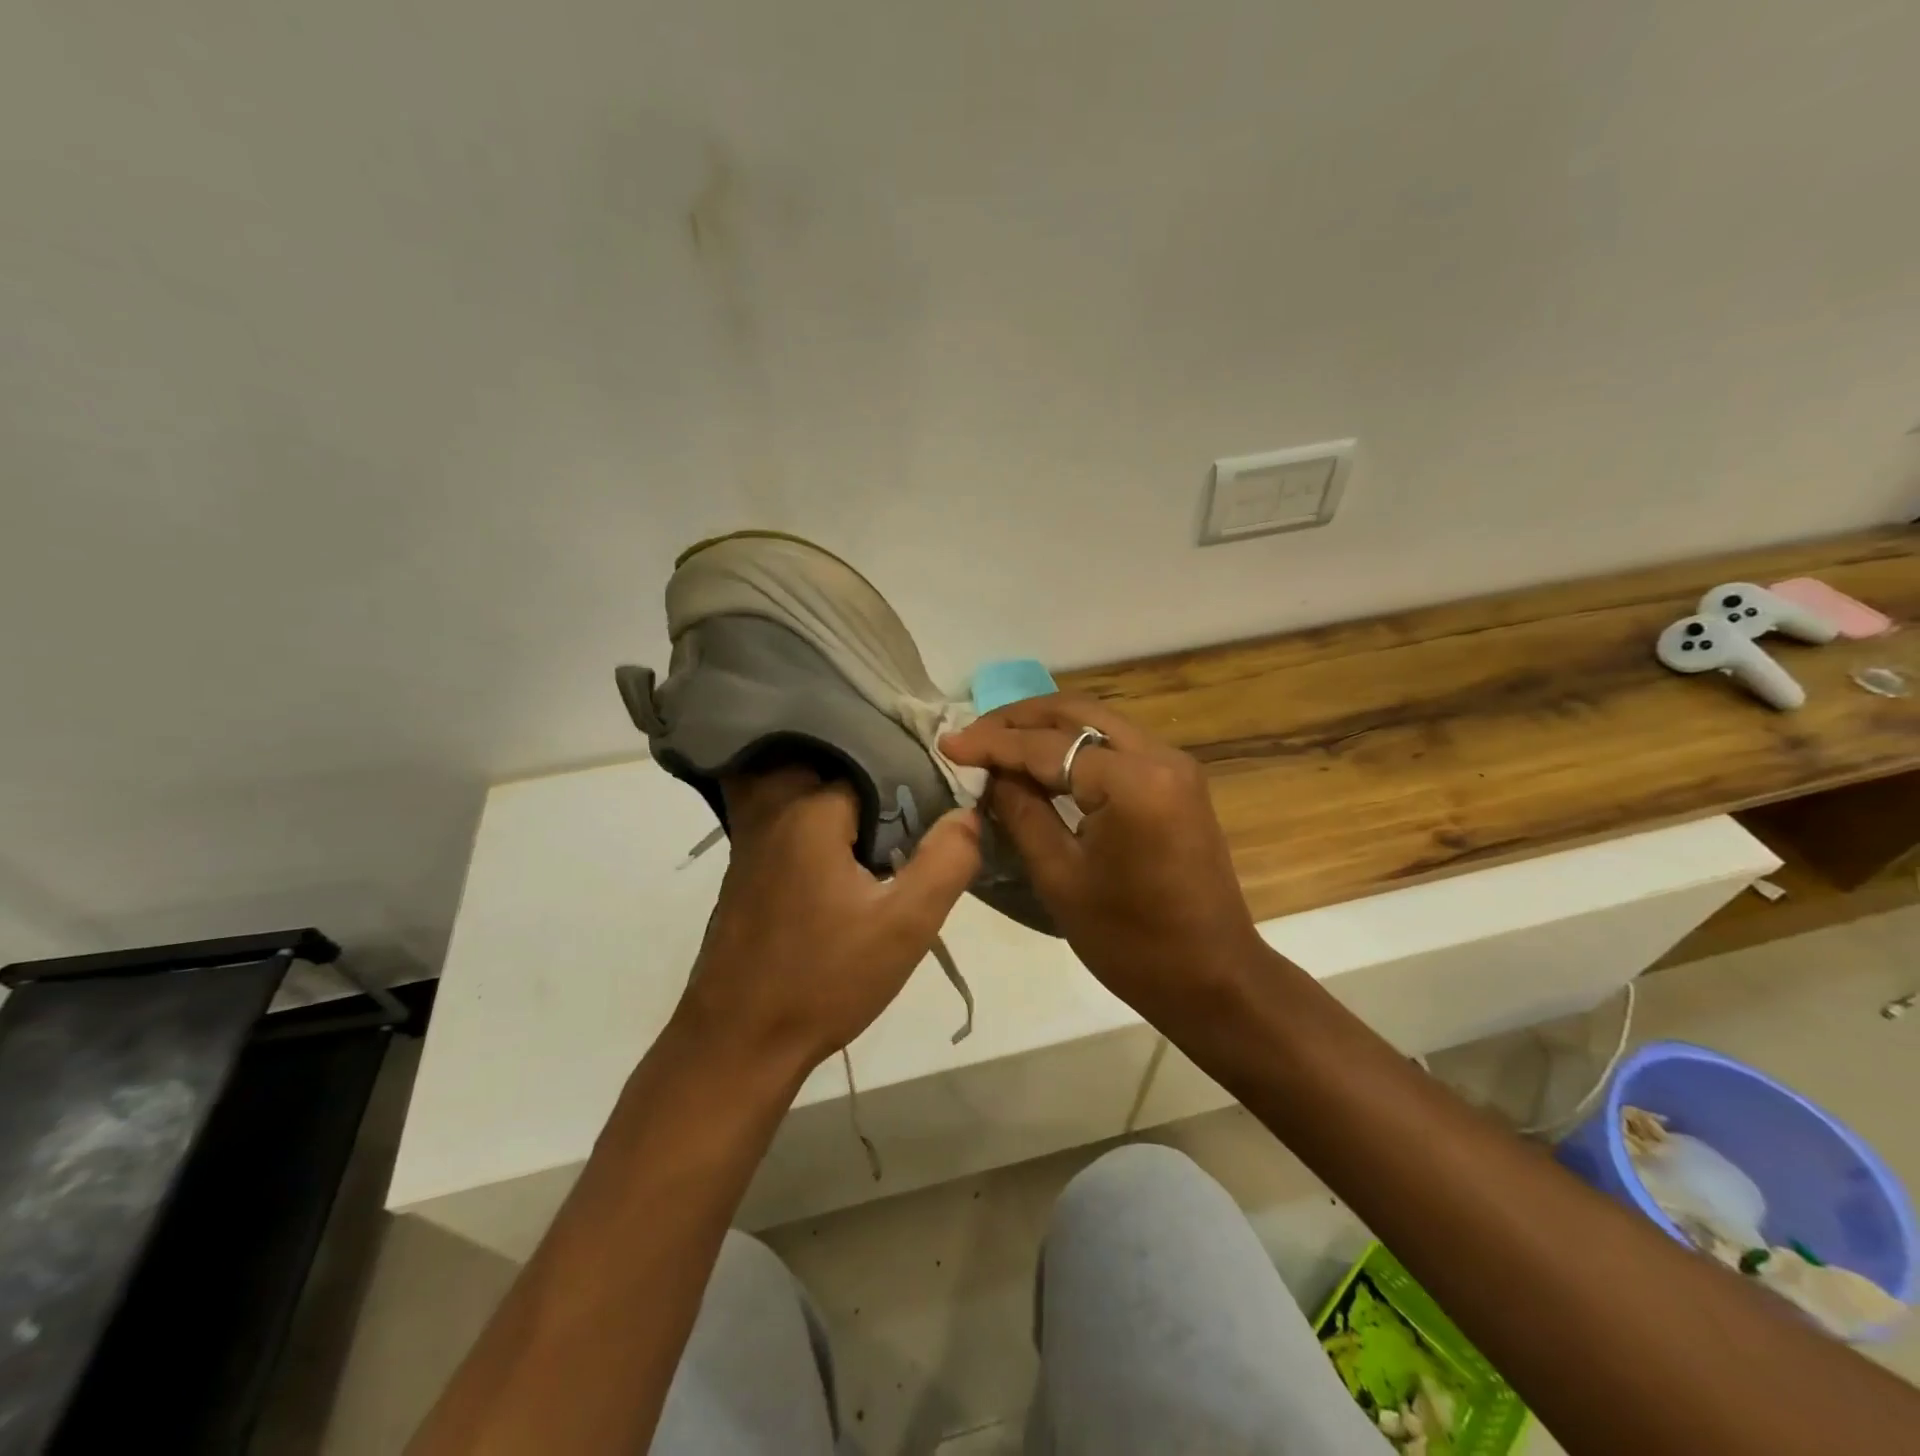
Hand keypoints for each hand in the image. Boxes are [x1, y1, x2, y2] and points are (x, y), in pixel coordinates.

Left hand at [673, 767, 981, 1077]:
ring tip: (881, 832)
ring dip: (842, 803)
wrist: (737, 1043)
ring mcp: (751, 841)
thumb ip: (945, 862)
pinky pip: (786, 821)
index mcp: (812, 812)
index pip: (874, 768)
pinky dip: (815, 823)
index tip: (937, 815)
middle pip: (835, 772)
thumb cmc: (825, 981)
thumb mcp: (905, 926)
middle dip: (875, 786)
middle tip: (912, 820)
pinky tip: (841, 860)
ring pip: (807, 794)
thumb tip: (967, 812)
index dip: (910, 788)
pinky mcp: (743, 869)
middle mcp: (775, 813)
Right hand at [940, 695, 1265, 1027]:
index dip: (992, 743)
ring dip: (1047, 727)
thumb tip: (993, 774)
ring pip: (1098, 722)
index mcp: (1132, 782)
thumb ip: (1022, 812)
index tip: (948, 743)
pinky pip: (1117, 744)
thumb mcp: (1060, 877)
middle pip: (1077, 713)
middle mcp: (1160, 756)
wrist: (1213, 978)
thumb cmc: (1131, 941)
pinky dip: (1075, 744)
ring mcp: (1175, 766)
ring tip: (998, 743)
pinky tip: (1042, 761)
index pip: (1047, 746)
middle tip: (972, 734)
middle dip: (1019, 718)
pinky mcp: (1178, 782)